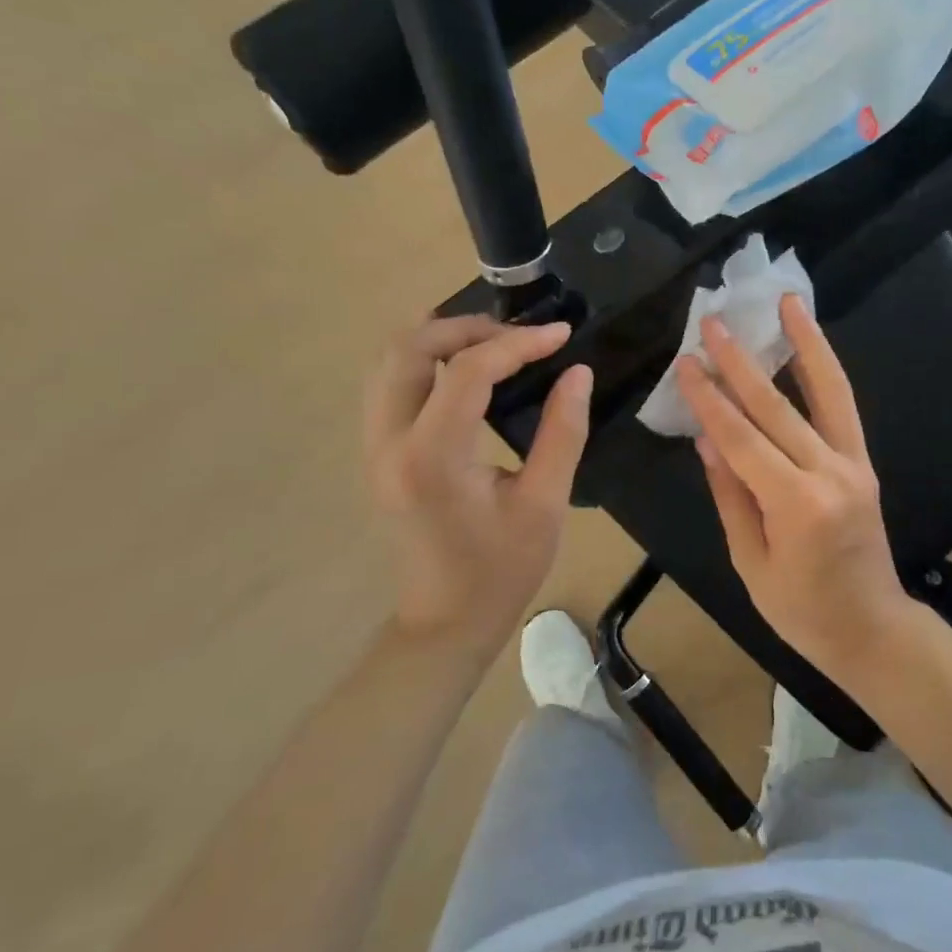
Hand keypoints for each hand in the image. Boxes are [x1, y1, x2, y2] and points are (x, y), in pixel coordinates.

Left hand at [365, 315, 592, 659]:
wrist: (446, 622)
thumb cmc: (501, 570)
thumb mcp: (545, 503)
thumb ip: (564, 432)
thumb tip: (577, 373)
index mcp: (433, 457)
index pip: (469, 372)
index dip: (518, 344)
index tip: (561, 336)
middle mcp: (389, 442)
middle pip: (410, 349)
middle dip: (468, 328)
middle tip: (520, 336)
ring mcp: (374, 446)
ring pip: (391, 361)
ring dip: (442, 339)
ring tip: (495, 344)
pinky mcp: (377, 452)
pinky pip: (390, 383)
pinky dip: (427, 361)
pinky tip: (466, 371)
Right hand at [677, 295, 911, 677]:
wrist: (872, 628)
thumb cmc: (801, 611)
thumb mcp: (750, 562)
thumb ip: (730, 495)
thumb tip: (707, 438)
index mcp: (796, 506)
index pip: (743, 439)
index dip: (711, 400)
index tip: (686, 364)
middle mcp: (830, 473)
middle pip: (778, 406)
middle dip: (740, 362)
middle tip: (713, 323)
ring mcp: (854, 463)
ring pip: (827, 391)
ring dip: (804, 342)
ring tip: (788, 303)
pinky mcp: (864, 462)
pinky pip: (844, 406)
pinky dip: (826, 370)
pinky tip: (809, 344)